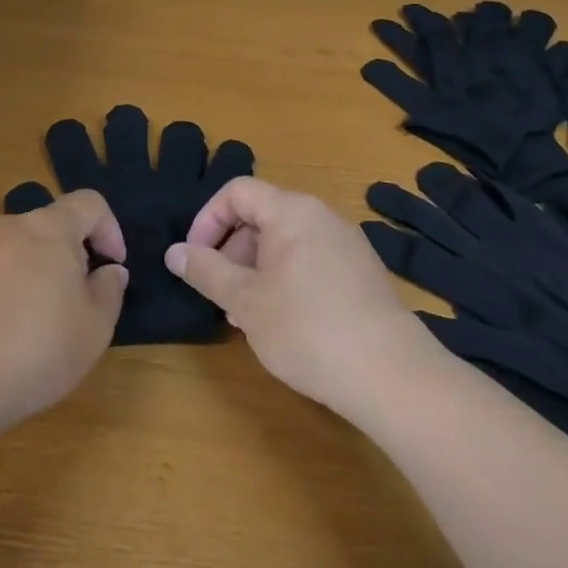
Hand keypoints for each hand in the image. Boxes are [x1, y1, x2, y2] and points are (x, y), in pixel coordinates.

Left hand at [0, 190, 129, 433]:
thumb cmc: (37, 346)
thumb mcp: (95, 326)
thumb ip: (110, 289)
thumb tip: (109, 270)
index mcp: (50, 227)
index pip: (89, 203)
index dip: (110, 230)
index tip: (113, 268)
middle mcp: (12, 226)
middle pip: (54, 224)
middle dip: (75, 254)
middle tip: (82, 299)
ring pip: (23, 248)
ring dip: (42, 271)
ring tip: (46, 319)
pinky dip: (13, 287)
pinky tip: (11, 329)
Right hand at [165, 178, 432, 416]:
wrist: (392, 376)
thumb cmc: (307, 329)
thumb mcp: (244, 301)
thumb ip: (205, 270)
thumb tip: (174, 252)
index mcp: (292, 211)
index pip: (236, 192)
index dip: (206, 221)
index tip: (195, 260)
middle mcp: (321, 216)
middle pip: (260, 215)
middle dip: (230, 250)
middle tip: (220, 294)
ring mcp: (346, 244)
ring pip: (284, 242)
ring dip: (254, 270)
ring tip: (247, 316)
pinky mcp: (360, 274)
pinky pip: (309, 260)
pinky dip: (283, 280)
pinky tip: (282, 323)